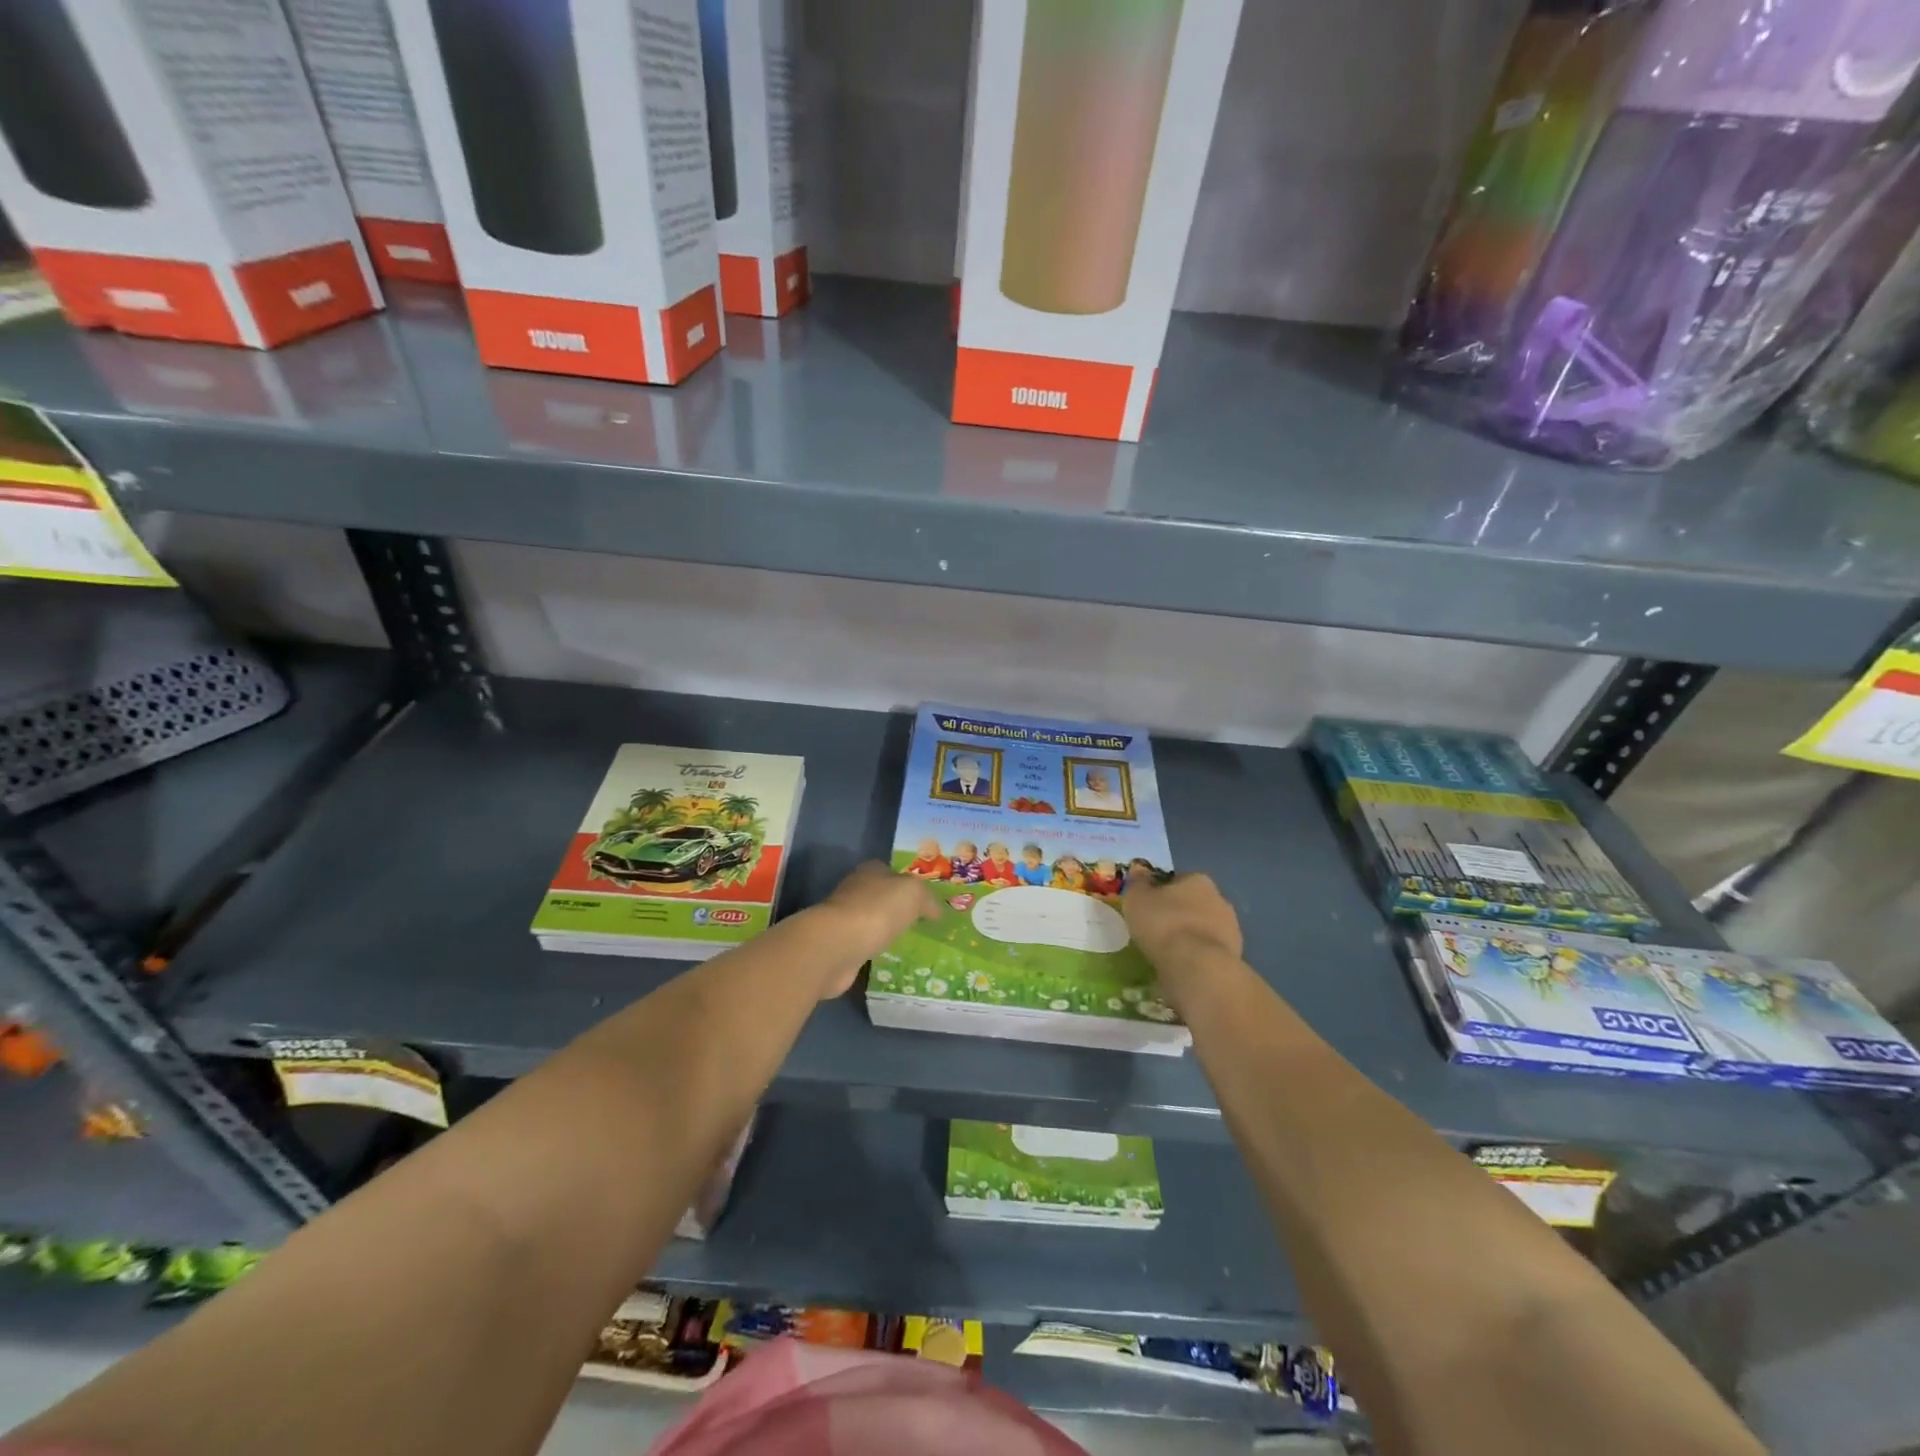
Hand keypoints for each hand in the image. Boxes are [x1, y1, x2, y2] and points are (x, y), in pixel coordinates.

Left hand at [811, 862, 941, 997]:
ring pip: (871, 921)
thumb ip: (927, 899)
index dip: (907, 883)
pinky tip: (888, 958)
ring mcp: (844, 918)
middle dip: (896, 908)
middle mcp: (855, 890)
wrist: (837, 945)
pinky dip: (874, 949)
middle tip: (921, 923)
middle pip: (880, 896)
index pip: (891, 871)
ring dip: (884, 930)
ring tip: (907, 943)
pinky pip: (863, 945)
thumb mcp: (913, 894)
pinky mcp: (839, 945)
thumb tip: (935, 911)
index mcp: (871, 871)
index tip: (924, 900)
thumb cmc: (877, 910)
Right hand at [1123, 873, 1242, 971]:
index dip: (1161, 892)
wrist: (1198, 966)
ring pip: (1203, 928)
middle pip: (1193, 903)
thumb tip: (1139, 869)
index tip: (1148, 907)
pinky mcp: (1235, 956)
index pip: (1177, 880)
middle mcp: (1220, 899)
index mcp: (1198, 880)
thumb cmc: (1163, 924)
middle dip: (1178, 914)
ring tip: (1168, 952)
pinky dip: (1197, 956)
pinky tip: (1182, 966)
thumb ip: (1137, 883)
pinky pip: (1209, 951)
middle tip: (1157, 929)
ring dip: (1190, 936)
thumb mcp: (1137, 899)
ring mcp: (1231, 929)